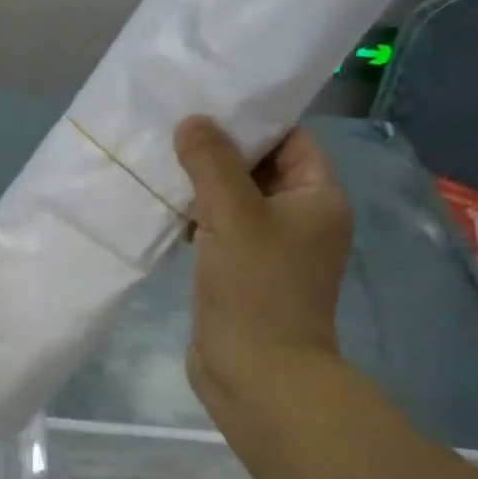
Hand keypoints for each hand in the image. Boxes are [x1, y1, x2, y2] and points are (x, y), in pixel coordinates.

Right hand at [174, 117, 351, 440]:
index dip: (252, 119)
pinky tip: (162, 208)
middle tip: (172, 128)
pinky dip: (196, 219)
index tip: (206, 103)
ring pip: (235, 201)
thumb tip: (192, 122)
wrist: (256, 375)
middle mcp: (300, 219)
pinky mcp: (242, 274)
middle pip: (260, 168)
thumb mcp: (234, 215)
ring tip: (160, 161)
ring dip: (202, 185)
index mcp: (317, 198)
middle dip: (218, 151)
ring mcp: (271, 249)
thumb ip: (212, 163)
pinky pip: (220, 232)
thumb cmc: (256, 290)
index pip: (291, 139)